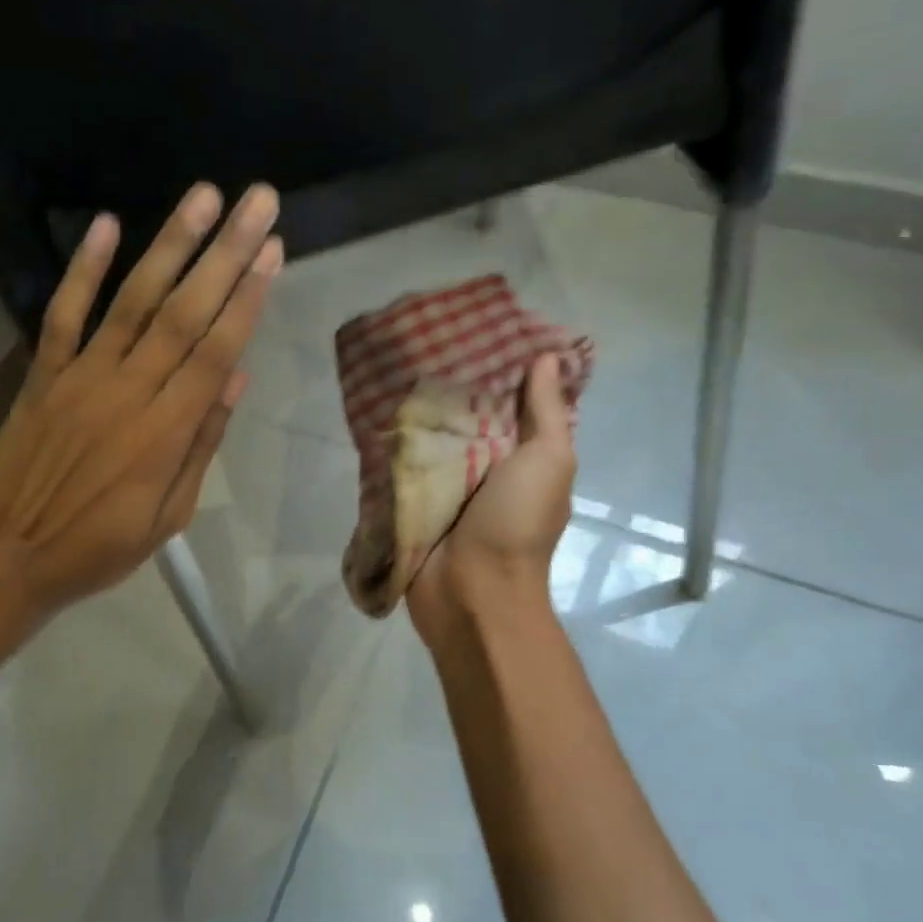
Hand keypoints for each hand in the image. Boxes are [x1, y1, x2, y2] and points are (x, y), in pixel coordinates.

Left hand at [0, 182, 281, 666]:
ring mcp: (80, 377)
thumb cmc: (99, 547)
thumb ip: (202, 443)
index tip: (272, 252)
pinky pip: (63, 314)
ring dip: (170, 245)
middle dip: (226, 253)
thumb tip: (238, 378)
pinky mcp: (43, 373)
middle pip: (185, 312)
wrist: (4, 559)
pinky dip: (83, 269)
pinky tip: (106, 224)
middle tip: (257, 203)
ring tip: (203, 196)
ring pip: (133, 300)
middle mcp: (128, 391)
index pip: (216, 351)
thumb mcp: (170, 515)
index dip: (247, 299)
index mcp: (165, 432)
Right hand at [405, 354, 576, 655]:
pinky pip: (407, 462)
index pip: (517, 401)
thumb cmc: (517, 523)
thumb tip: (547, 358)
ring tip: (395, 362)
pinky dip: (397, 440)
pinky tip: (375, 406)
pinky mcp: (416, 499)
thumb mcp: (547, 461)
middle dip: (454, 382)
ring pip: (437, 436)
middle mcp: (490, 465)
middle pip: (472, 414)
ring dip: (421, 409)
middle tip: (426, 338)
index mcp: (526, 455)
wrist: (472, 594)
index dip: (505, 367)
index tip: (481, 327)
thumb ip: (546, 413)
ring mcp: (450, 484)